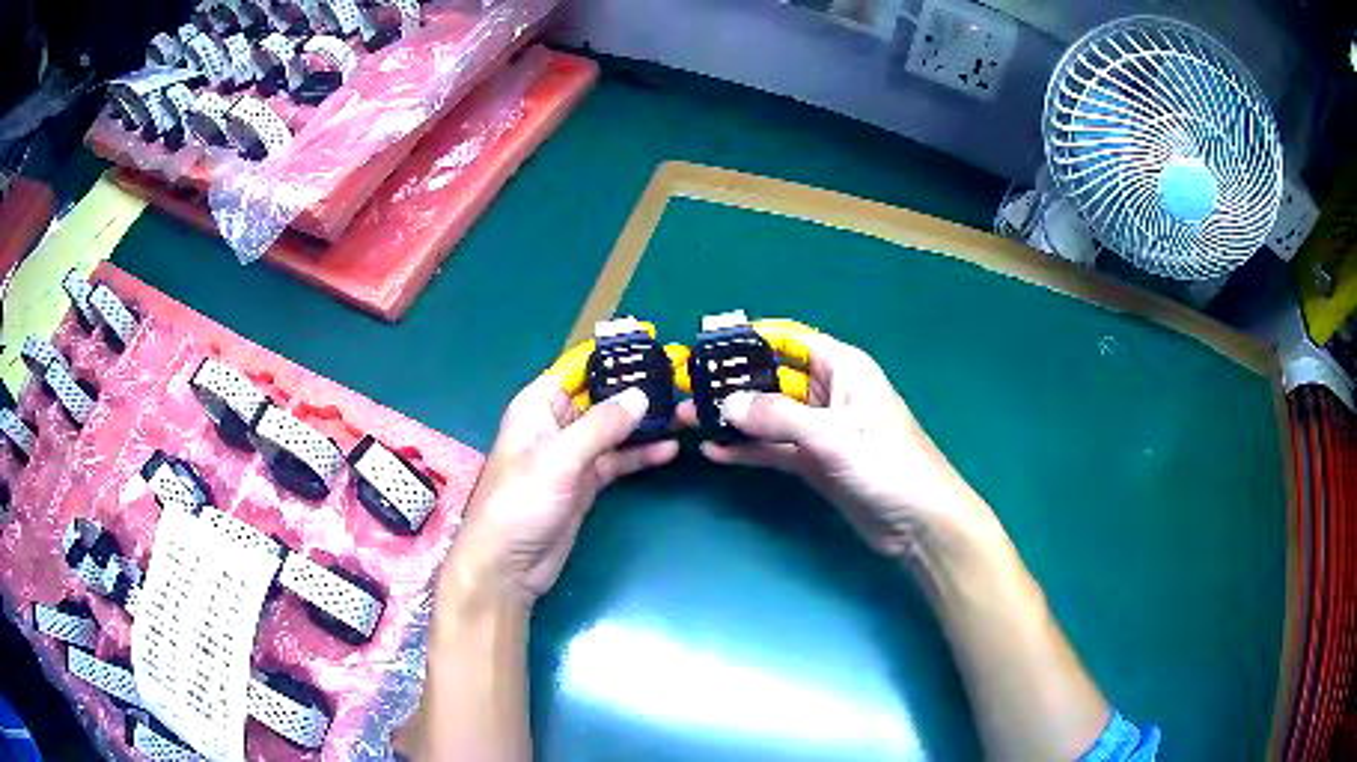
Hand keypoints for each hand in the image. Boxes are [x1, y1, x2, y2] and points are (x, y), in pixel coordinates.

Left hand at [446, 376, 678, 603]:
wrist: (507, 567)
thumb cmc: (520, 504)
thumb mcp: (559, 460)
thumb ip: (601, 426)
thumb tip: (642, 395)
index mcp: (538, 406)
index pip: (579, 366)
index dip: (613, 355)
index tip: (654, 346)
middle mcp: (556, 424)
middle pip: (601, 396)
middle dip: (637, 389)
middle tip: (681, 380)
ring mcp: (573, 455)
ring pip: (614, 428)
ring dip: (644, 422)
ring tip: (684, 412)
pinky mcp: (586, 483)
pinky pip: (618, 460)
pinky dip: (641, 455)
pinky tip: (669, 450)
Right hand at [678, 328, 996, 559]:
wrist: (918, 524)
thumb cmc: (887, 465)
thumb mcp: (833, 436)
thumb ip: (778, 417)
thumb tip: (727, 404)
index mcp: (844, 369)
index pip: (791, 340)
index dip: (752, 341)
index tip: (708, 347)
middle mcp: (830, 394)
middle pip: (774, 379)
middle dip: (734, 385)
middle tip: (687, 390)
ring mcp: (821, 431)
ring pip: (770, 416)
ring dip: (734, 419)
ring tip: (689, 420)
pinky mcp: (815, 463)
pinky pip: (774, 449)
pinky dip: (748, 450)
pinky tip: (714, 453)